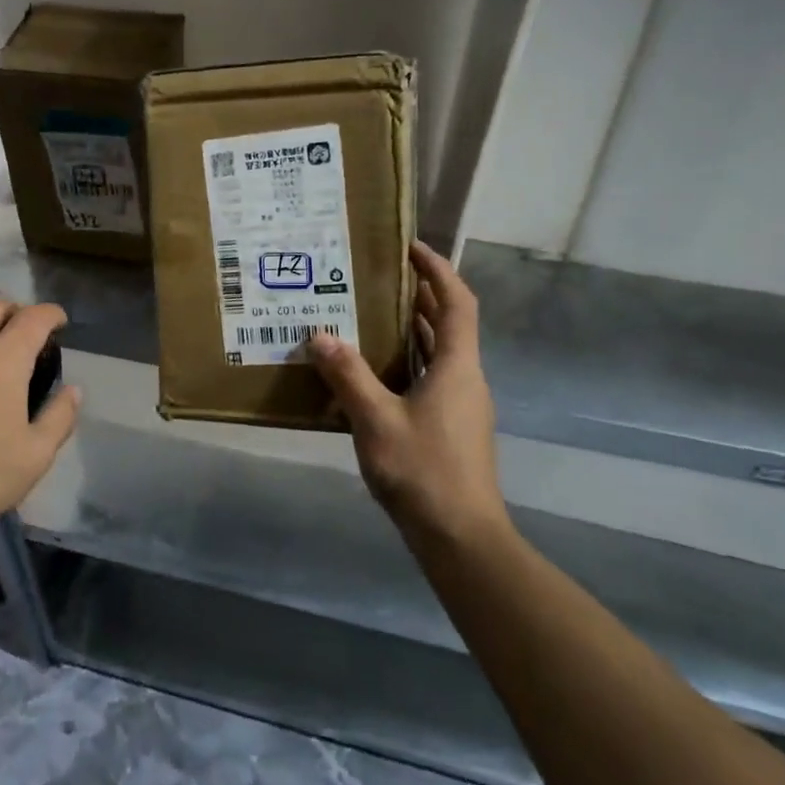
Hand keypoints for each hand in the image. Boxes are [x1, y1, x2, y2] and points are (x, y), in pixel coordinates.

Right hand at [309, 241, 510, 546]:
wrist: (459, 537)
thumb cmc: (423, 471)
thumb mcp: (376, 420)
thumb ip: (348, 376)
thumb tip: (320, 336)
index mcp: (458, 368)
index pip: (457, 303)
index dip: (438, 270)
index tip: (411, 247)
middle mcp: (465, 379)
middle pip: (448, 325)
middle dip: (419, 297)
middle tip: (377, 278)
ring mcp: (460, 406)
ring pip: (438, 354)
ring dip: (410, 330)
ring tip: (368, 315)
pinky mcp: (449, 428)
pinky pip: (428, 379)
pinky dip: (405, 363)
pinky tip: (370, 372)